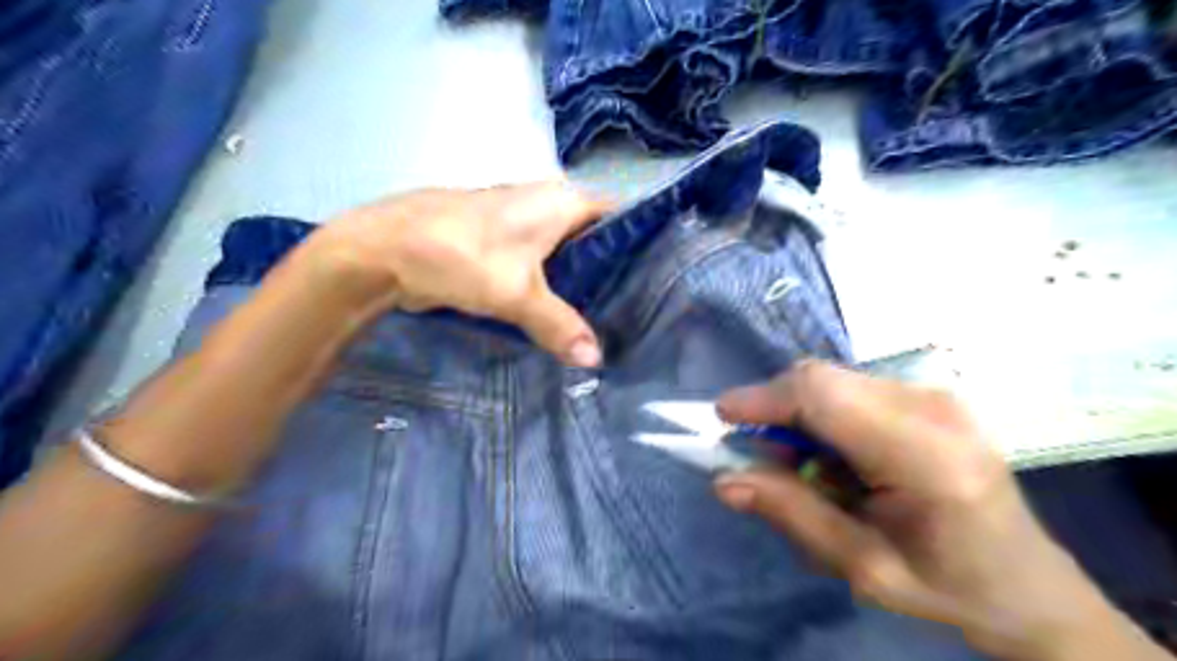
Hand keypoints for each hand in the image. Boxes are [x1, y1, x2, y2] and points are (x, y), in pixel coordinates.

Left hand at [308, 180, 612, 366]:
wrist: (385, 250)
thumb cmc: (461, 255)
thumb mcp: (517, 294)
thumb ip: (559, 325)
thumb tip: (595, 360)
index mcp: (561, 201)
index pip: (619, 215)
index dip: (640, 241)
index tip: (658, 277)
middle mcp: (546, 204)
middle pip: (594, 237)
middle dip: (613, 270)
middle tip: (637, 308)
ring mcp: (521, 223)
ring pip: (565, 252)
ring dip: (581, 281)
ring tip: (608, 316)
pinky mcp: (500, 244)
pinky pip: (540, 265)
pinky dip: (552, 286)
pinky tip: (562, 314)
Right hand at [713, 363, 1161, 660]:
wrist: (1031, 588)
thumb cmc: (949, 587)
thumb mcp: (864, 568)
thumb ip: (793, 515)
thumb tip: (724, 481)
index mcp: (926, 456)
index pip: (824, 397)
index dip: (764, 399)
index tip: (721, 418)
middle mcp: (934, 408)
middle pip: (823, 378)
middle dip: (775, 407)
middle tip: (757, 455)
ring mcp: (935, 395)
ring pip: (832, 379)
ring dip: (797, 413)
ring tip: (799, 465)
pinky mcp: (929, 395)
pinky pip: (850, 388)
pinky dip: (821, 414)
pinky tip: (831, 456)